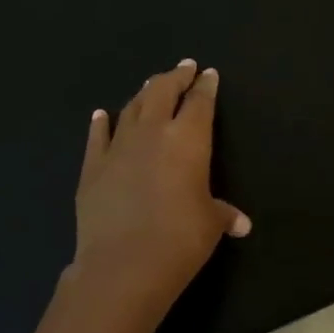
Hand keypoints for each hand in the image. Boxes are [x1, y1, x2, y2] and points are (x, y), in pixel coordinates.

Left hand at [68, 59, 250, 319]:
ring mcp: (118, 147)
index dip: (205, 86)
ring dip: (143, 93)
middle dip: (175, 77)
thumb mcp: (210, 224)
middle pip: (163, 91)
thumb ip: (224, 214)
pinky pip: (98, 136)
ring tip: (151, 84)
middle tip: (183, 67)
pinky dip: (101, 122)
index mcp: (188, 140)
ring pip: (132, 107)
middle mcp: (153, 133)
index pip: (200, 102)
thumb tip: (241, 224)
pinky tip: (102, 115)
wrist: (123, 265)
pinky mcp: (92, 167)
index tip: (208, 74)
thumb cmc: (180, 240)